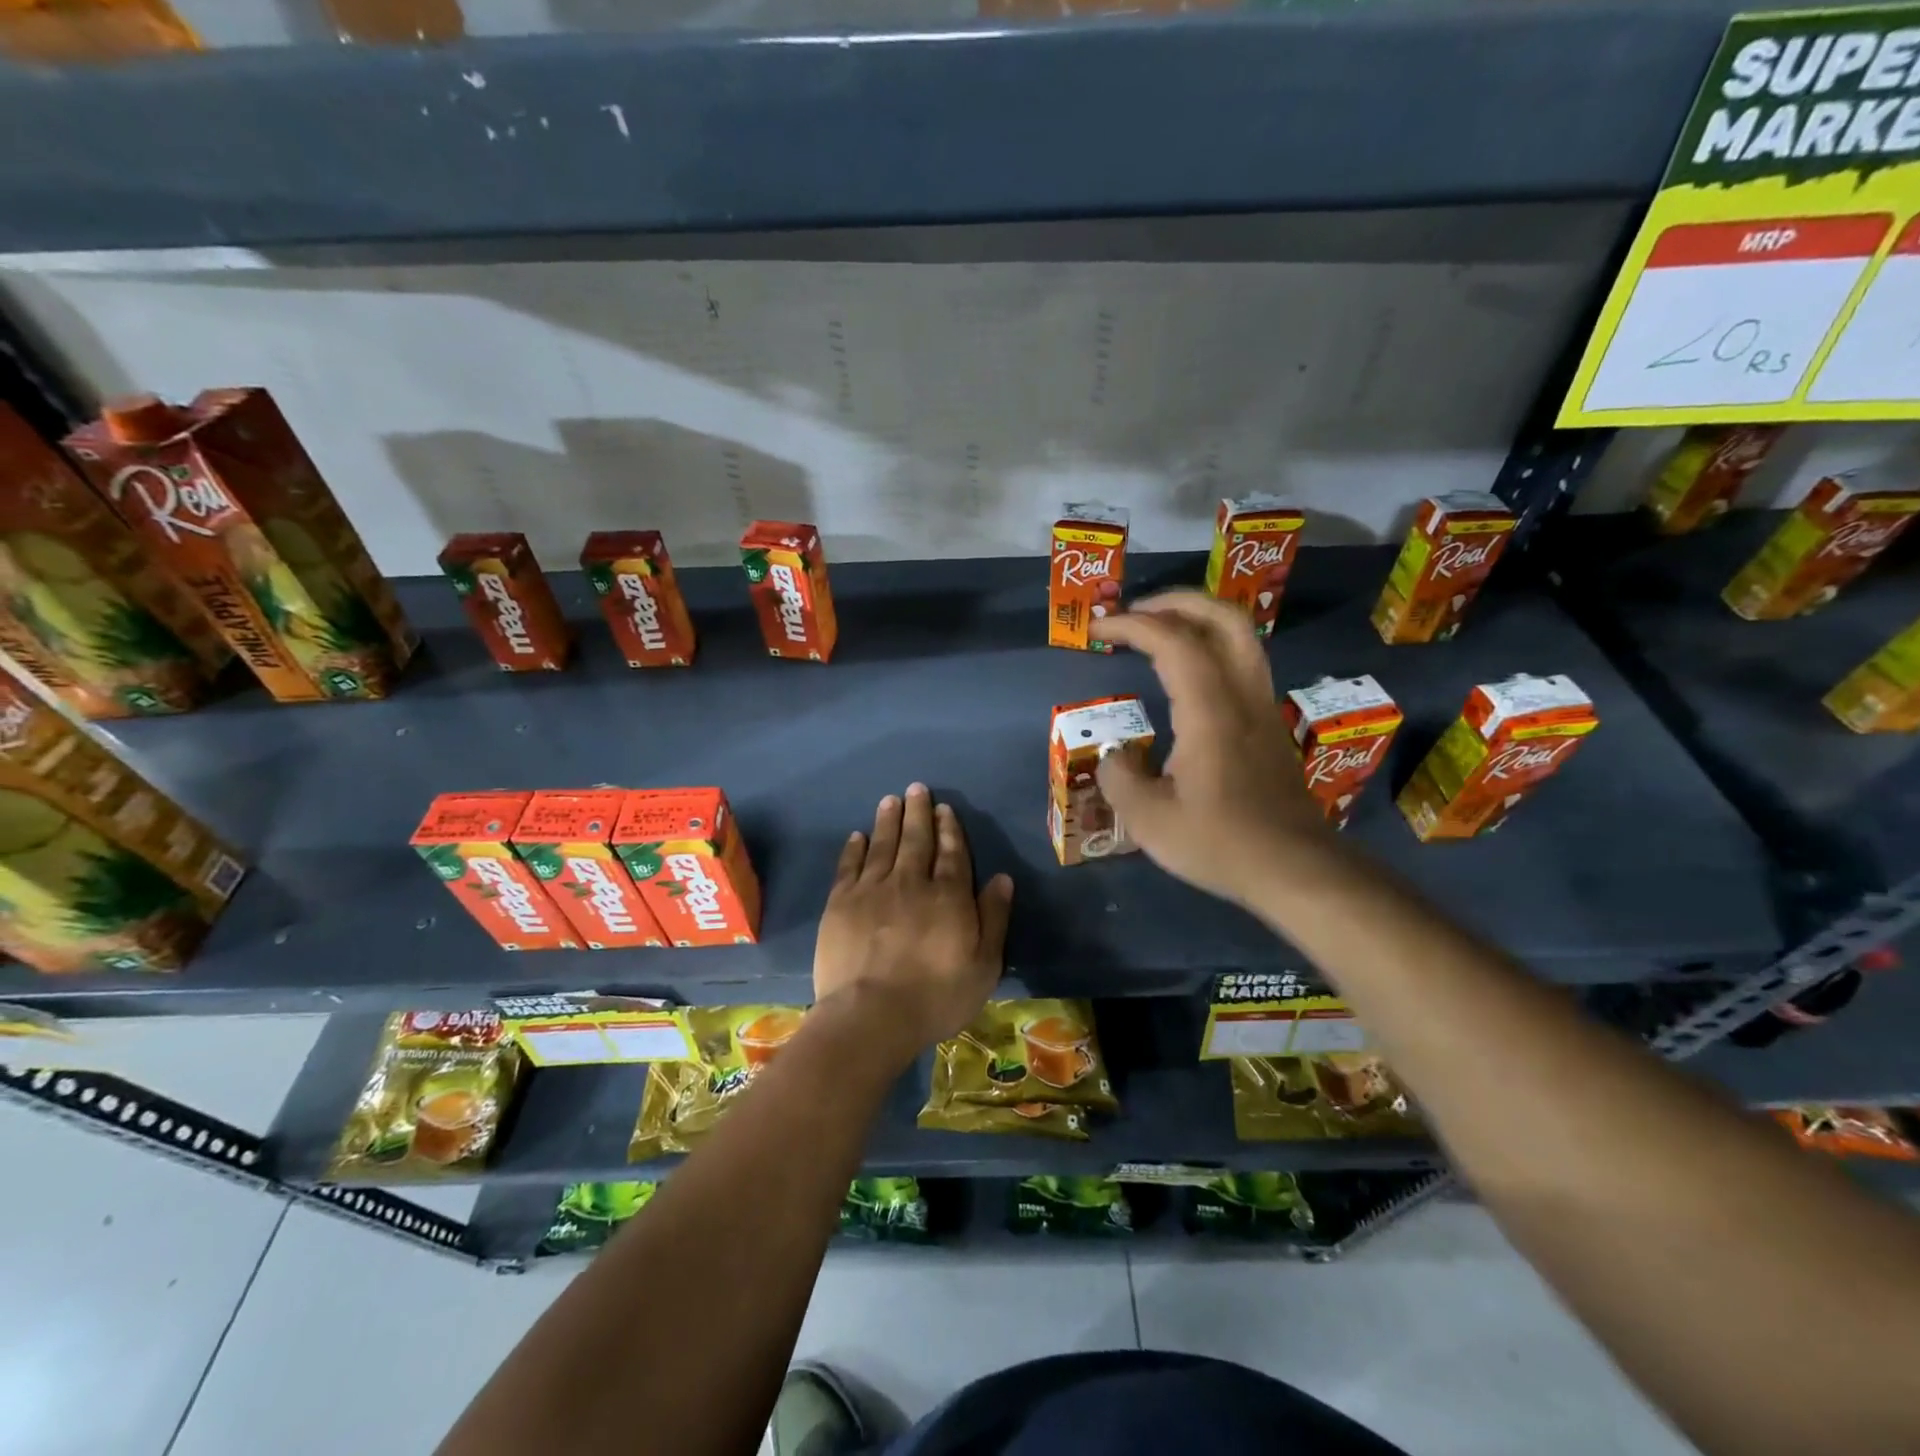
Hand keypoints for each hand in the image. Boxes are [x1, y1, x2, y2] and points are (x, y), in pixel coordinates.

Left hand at [813, 783, 1013, 1064]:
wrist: (870, 1016)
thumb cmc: (936, 996)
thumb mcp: (983, 965)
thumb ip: (993, 918)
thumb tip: (1001, 877)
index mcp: (948, 896)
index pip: (952, 853)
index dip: (949, 828)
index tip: (944, 808)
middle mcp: (911, 882)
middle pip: (916, 839)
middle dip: (918, 812)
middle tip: (916, 789)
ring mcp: (872, 889)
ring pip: (883, 844)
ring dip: (888, 820)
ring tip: (890, 800)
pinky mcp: (841, 903)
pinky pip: (850, 866)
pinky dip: (855, 848)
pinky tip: (858, 836)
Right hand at [1095, 591, 1336, 907]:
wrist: (1296, 869)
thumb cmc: (1221, 843)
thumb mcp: (1150, 821)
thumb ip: (1120, 779)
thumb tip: (1114, 757)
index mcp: (1210, 710)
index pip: (1173, 641)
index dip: (1132, 624)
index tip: (1098, 628)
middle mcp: (1242, 696)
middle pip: (1222, 619)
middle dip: (1175, 602)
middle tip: (1135, 612)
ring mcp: (1263, 708)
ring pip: (1240, 638)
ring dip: (1197, 621)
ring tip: (1158, 632)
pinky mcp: (1270, 726)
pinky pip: (1241, 664)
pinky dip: (1210, 648)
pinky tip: (1186, 675)